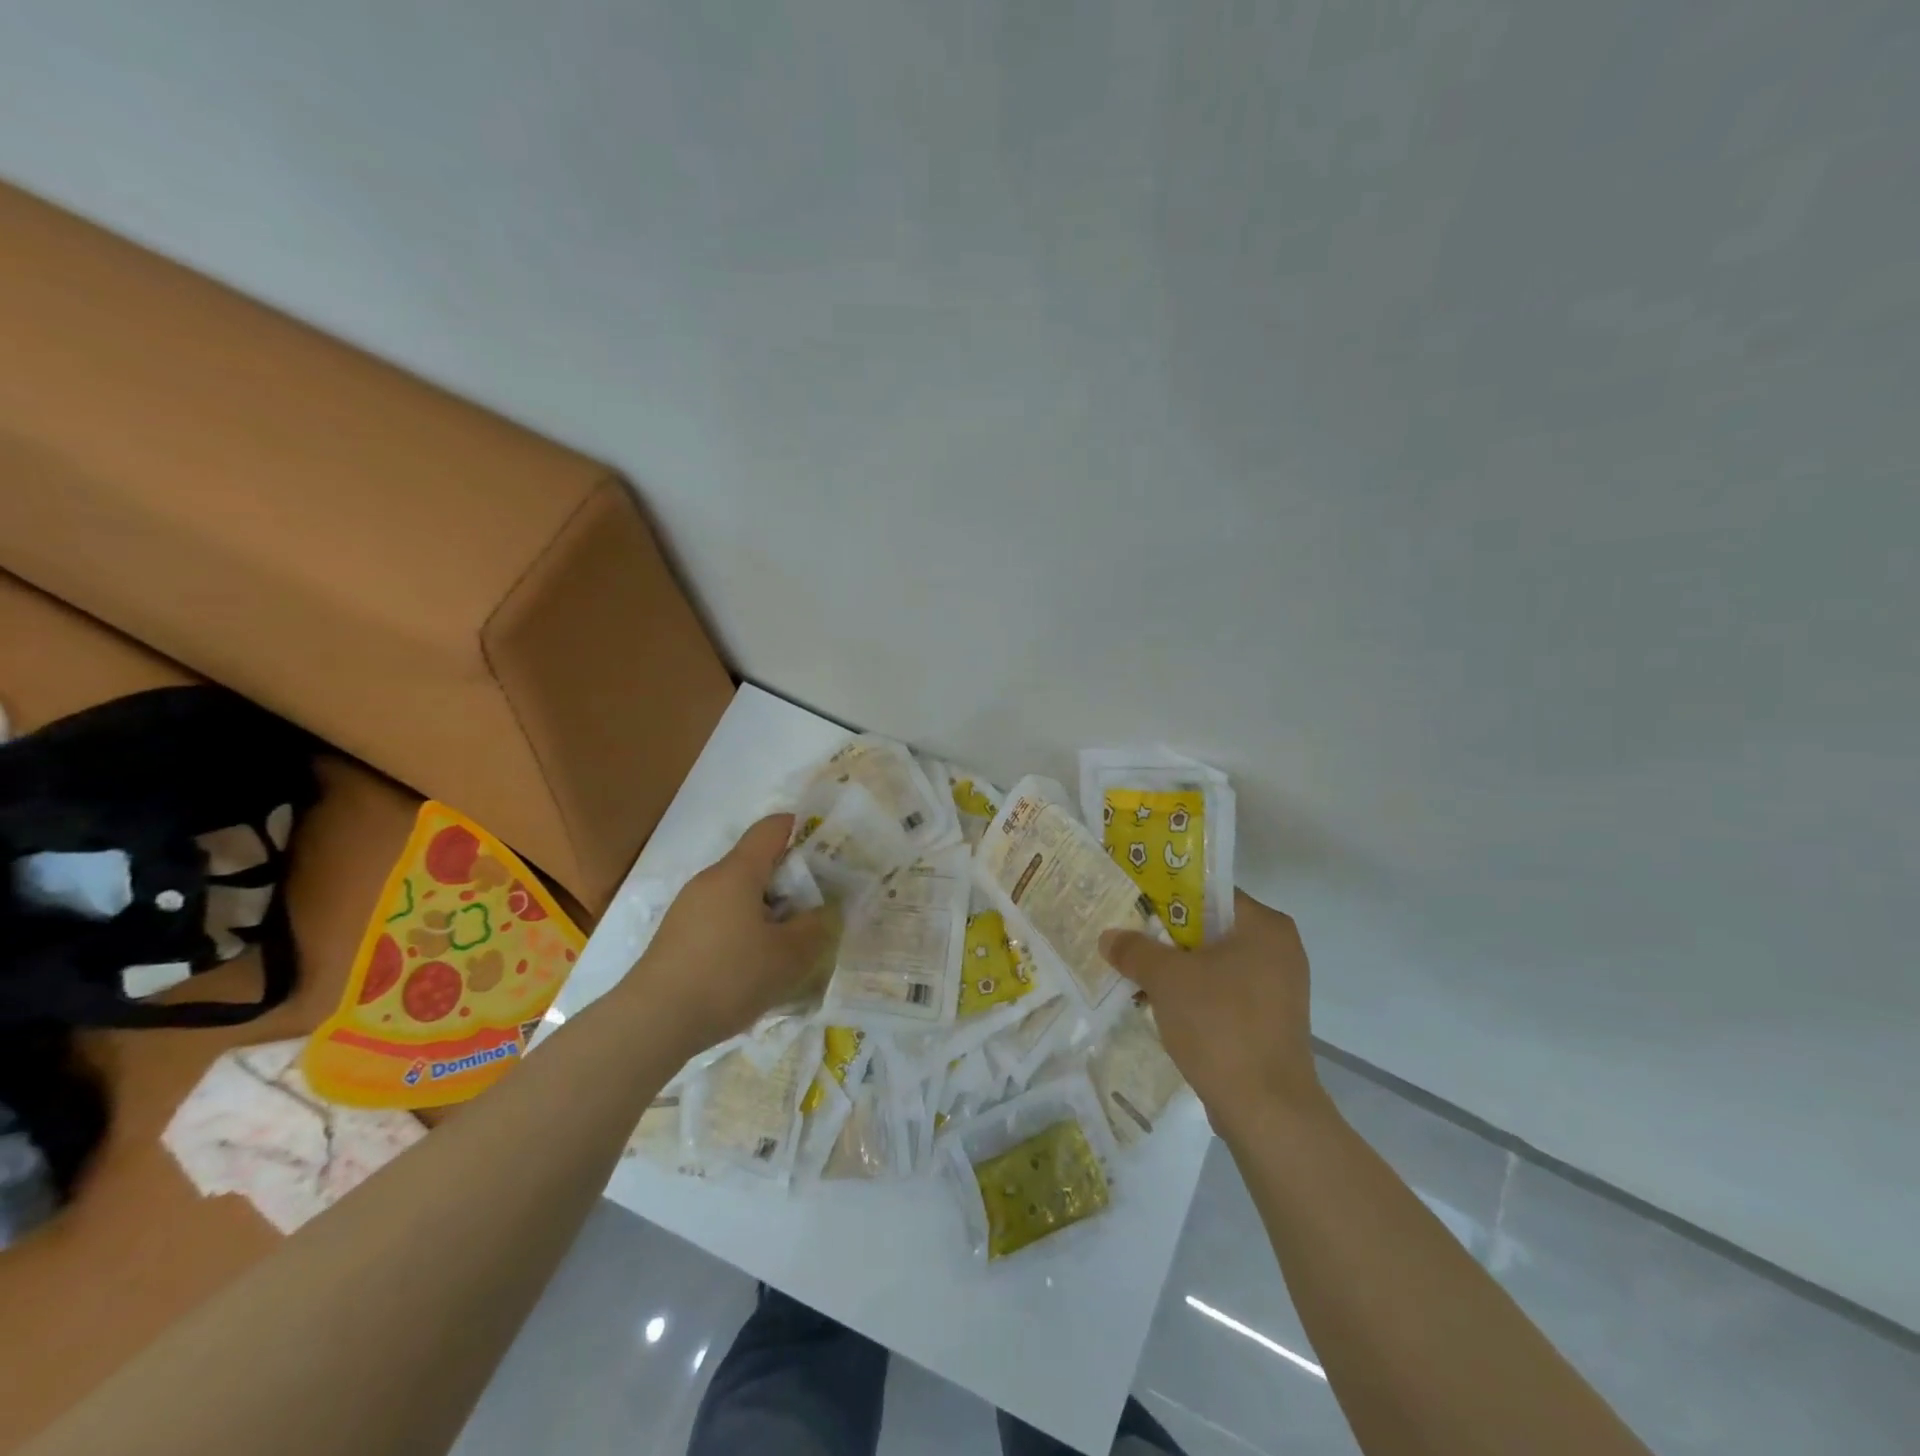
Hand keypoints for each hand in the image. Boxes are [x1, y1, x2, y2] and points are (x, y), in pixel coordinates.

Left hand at [625, 815, 828, 1058]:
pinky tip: (753, 966)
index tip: (826, 854)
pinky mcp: (677, 936)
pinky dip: (744, 930)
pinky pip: (721, 918)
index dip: (802, 830)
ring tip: (788, 945)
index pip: (772, 828)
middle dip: (790, 881)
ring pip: (739, 895)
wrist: (652, 1023)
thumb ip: (816, 927)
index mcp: (737, 872)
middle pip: (757, 863)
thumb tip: (823, 911)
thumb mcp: (789, 956)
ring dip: (767, 910)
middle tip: (816, 910)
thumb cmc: (728, 977)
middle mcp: (710, 880)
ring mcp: (688, 908)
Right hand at [1099, 890, 1326, 1137]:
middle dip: (1166, 934)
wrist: (1266, 1109)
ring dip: (1177, 967)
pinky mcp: (1270, 1021)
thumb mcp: (1166, 979)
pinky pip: (1223, 991)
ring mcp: (1277, 988)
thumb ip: (1135, 949)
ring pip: (1214, 962)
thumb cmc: (1220, 1025)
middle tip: (1127, 935)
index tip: (1133, 903)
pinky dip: (1194, 993)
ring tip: (1135, 971)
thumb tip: (1109, 937)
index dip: (1167, 894)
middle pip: (1210, 927)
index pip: (1209, 892)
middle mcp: (1279, 949)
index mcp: (1265, 926)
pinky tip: (1160, 1004)